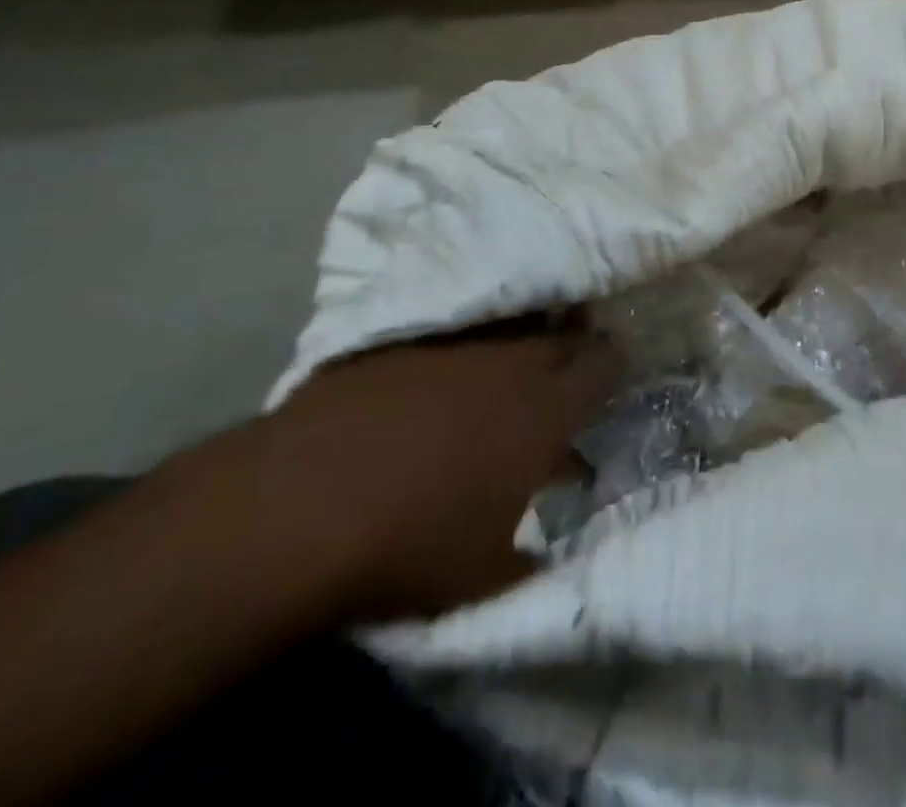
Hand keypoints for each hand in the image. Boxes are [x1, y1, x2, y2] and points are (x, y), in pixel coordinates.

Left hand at [257, 325, 617, 622]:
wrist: (291, 512)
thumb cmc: (411, 547)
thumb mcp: (491, 574)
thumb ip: (541, 550)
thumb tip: (560, 540)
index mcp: (547, 408)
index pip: (605, 365)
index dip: (614, 369)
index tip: (612, 381)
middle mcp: (509, 362)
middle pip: (560, 337)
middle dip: (571, 351)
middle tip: (564, 377)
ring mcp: (450, 345)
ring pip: (504, 331)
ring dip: (515, 350)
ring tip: (502, 378)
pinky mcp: (395, 345)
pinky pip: (444, 339)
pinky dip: (453, 357)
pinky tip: (431, 387)